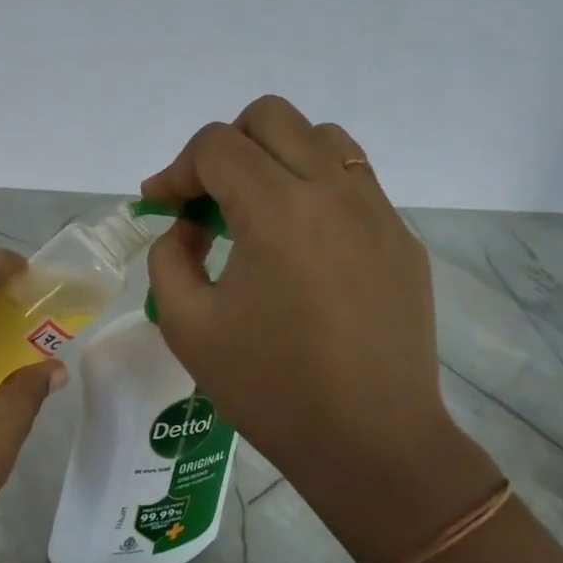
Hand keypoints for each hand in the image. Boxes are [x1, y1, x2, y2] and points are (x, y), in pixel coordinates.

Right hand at [141, 96, 499, 562]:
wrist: (372, 445)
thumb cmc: (270, 389)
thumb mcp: (187, 325)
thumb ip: (170, 257)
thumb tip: (188, 226)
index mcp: (277, 210)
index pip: (216, 145)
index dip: (177, 169)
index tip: (160, 204)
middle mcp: (333, 192)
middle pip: (271, 117)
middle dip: (225, 146)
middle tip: (206, 198)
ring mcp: (377, 211)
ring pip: (322, 137)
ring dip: (276, 157)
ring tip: (257, 210)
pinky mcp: (401, 238)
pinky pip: (353, 181)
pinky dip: (314, 188)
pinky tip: (301, 245)